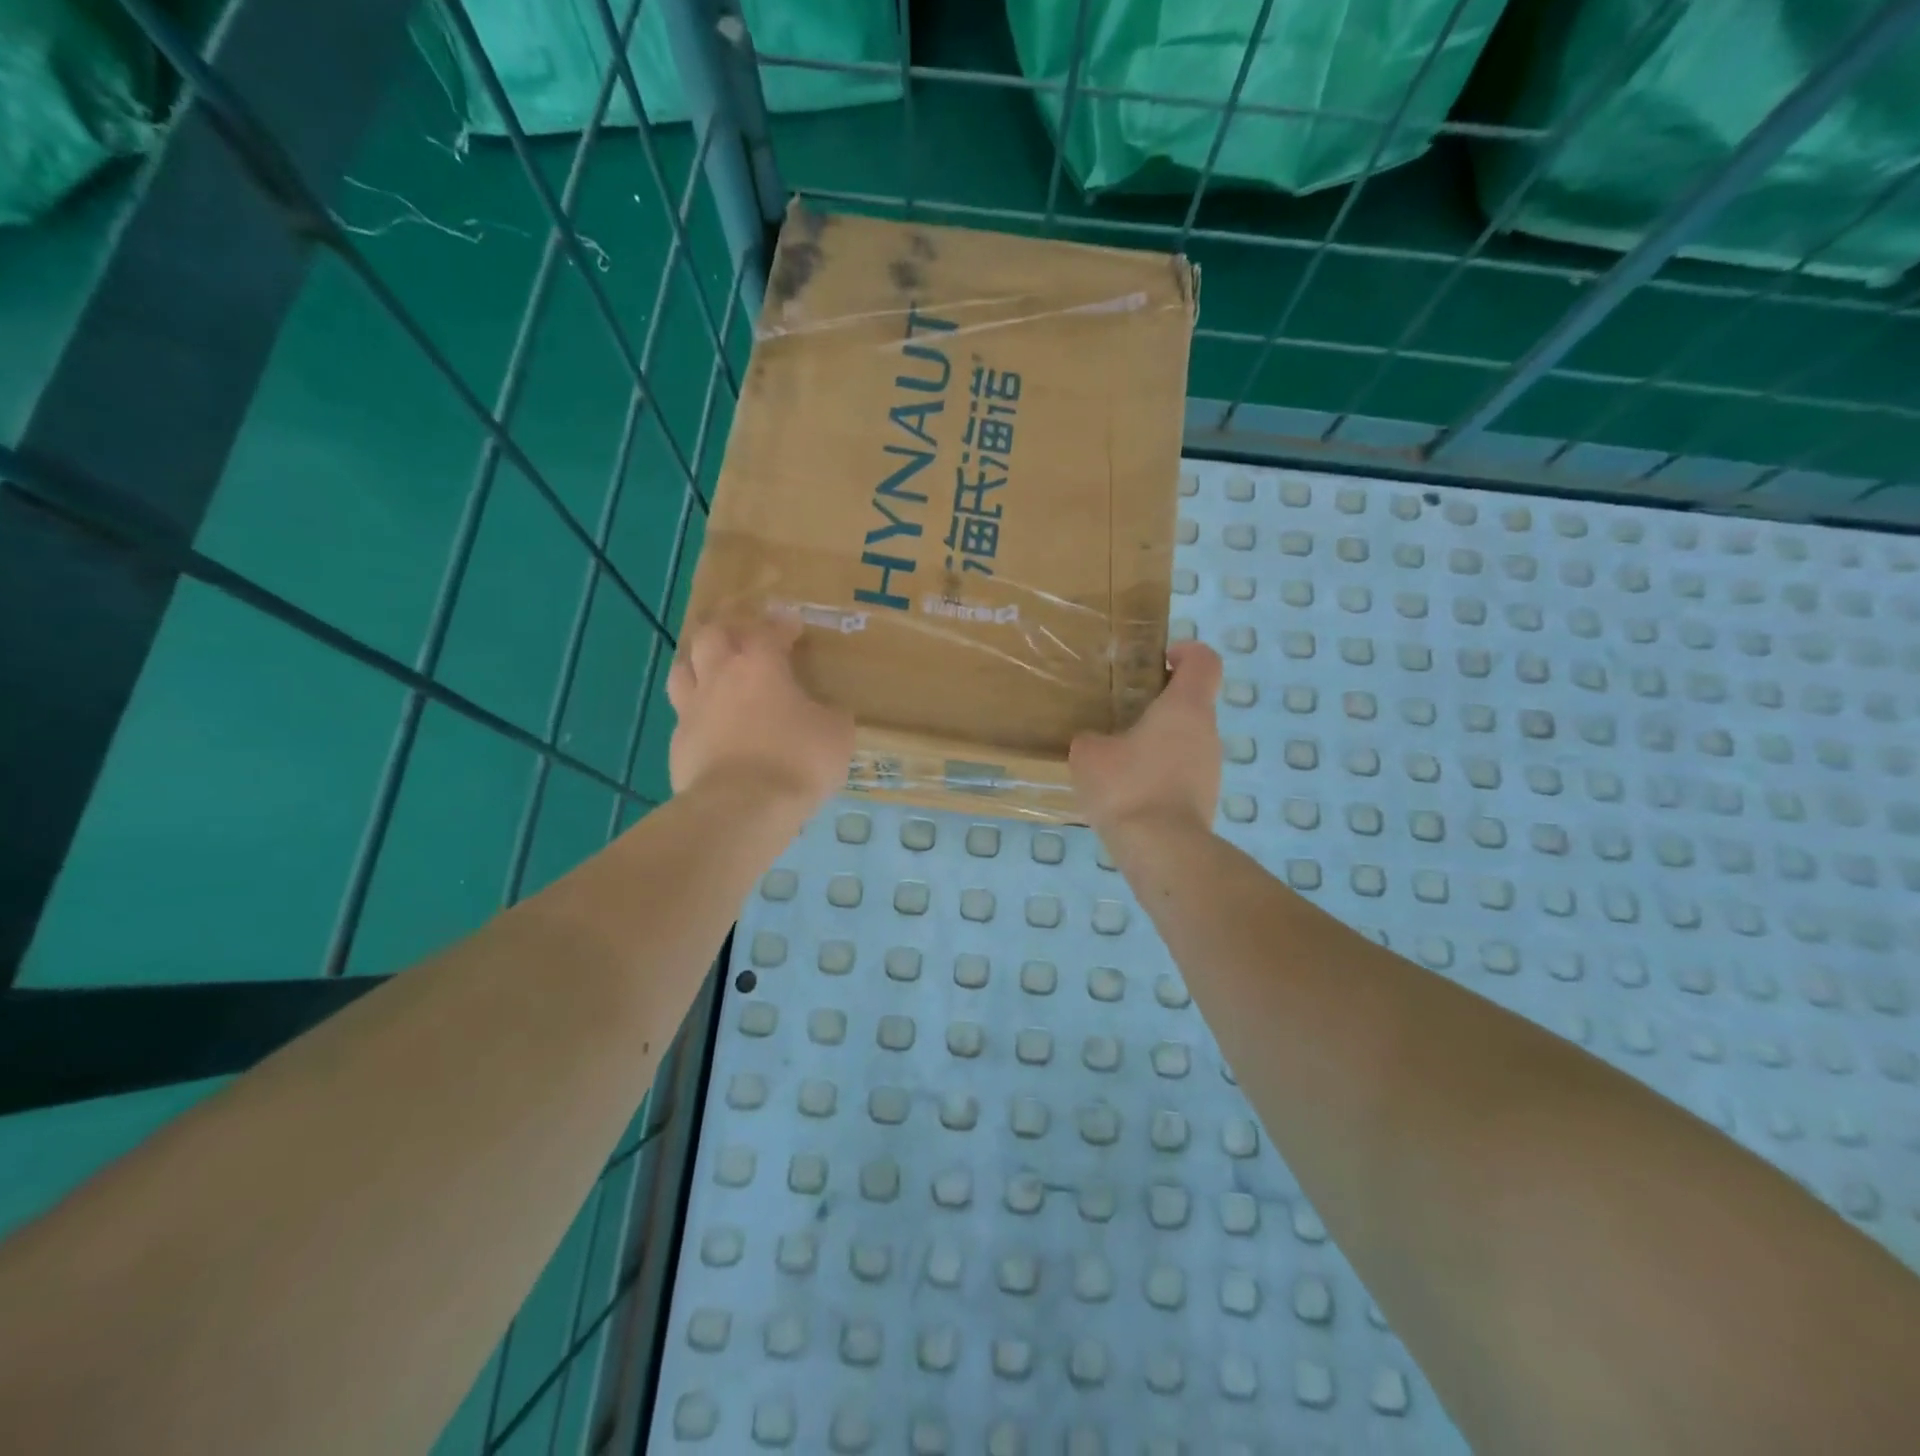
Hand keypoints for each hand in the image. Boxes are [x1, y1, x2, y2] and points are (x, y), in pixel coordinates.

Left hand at [666, 616, 854, 813]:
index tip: (792, 626)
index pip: (767, 630)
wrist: (741, 808)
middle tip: (745, 640)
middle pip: (711, 636)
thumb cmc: (796, 761)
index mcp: (759, 666)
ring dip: (699, 664)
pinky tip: (710, 725)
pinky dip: (697, 712)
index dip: (781, 624)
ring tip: (714, 672)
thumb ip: (830, 714)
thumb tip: (827, 711)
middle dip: (729, 631)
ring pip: (683, 669)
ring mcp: (692, 710)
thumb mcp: (837, 734)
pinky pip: (683, 715)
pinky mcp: (678, 744)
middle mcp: (720, 677)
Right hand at [1069, 641, 1223, 835]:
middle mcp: (1207, 733)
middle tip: (1122, 713)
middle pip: (1192, 703)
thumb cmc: (1127, 786)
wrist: (1162, 850)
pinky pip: (1181, 773)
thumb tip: (1096, 743)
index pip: (1204, 661)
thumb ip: (1091, 738)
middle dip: (1160, 703)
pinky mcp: (1205, 800)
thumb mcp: (1089, 754)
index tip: (1159, 659)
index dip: (1186, 651)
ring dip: (1158, 742)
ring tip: (1119, 758)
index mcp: (1185, 708)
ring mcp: (1210, 769)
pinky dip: (1160, 774)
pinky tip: (1129, 792)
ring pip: (1186, 741)